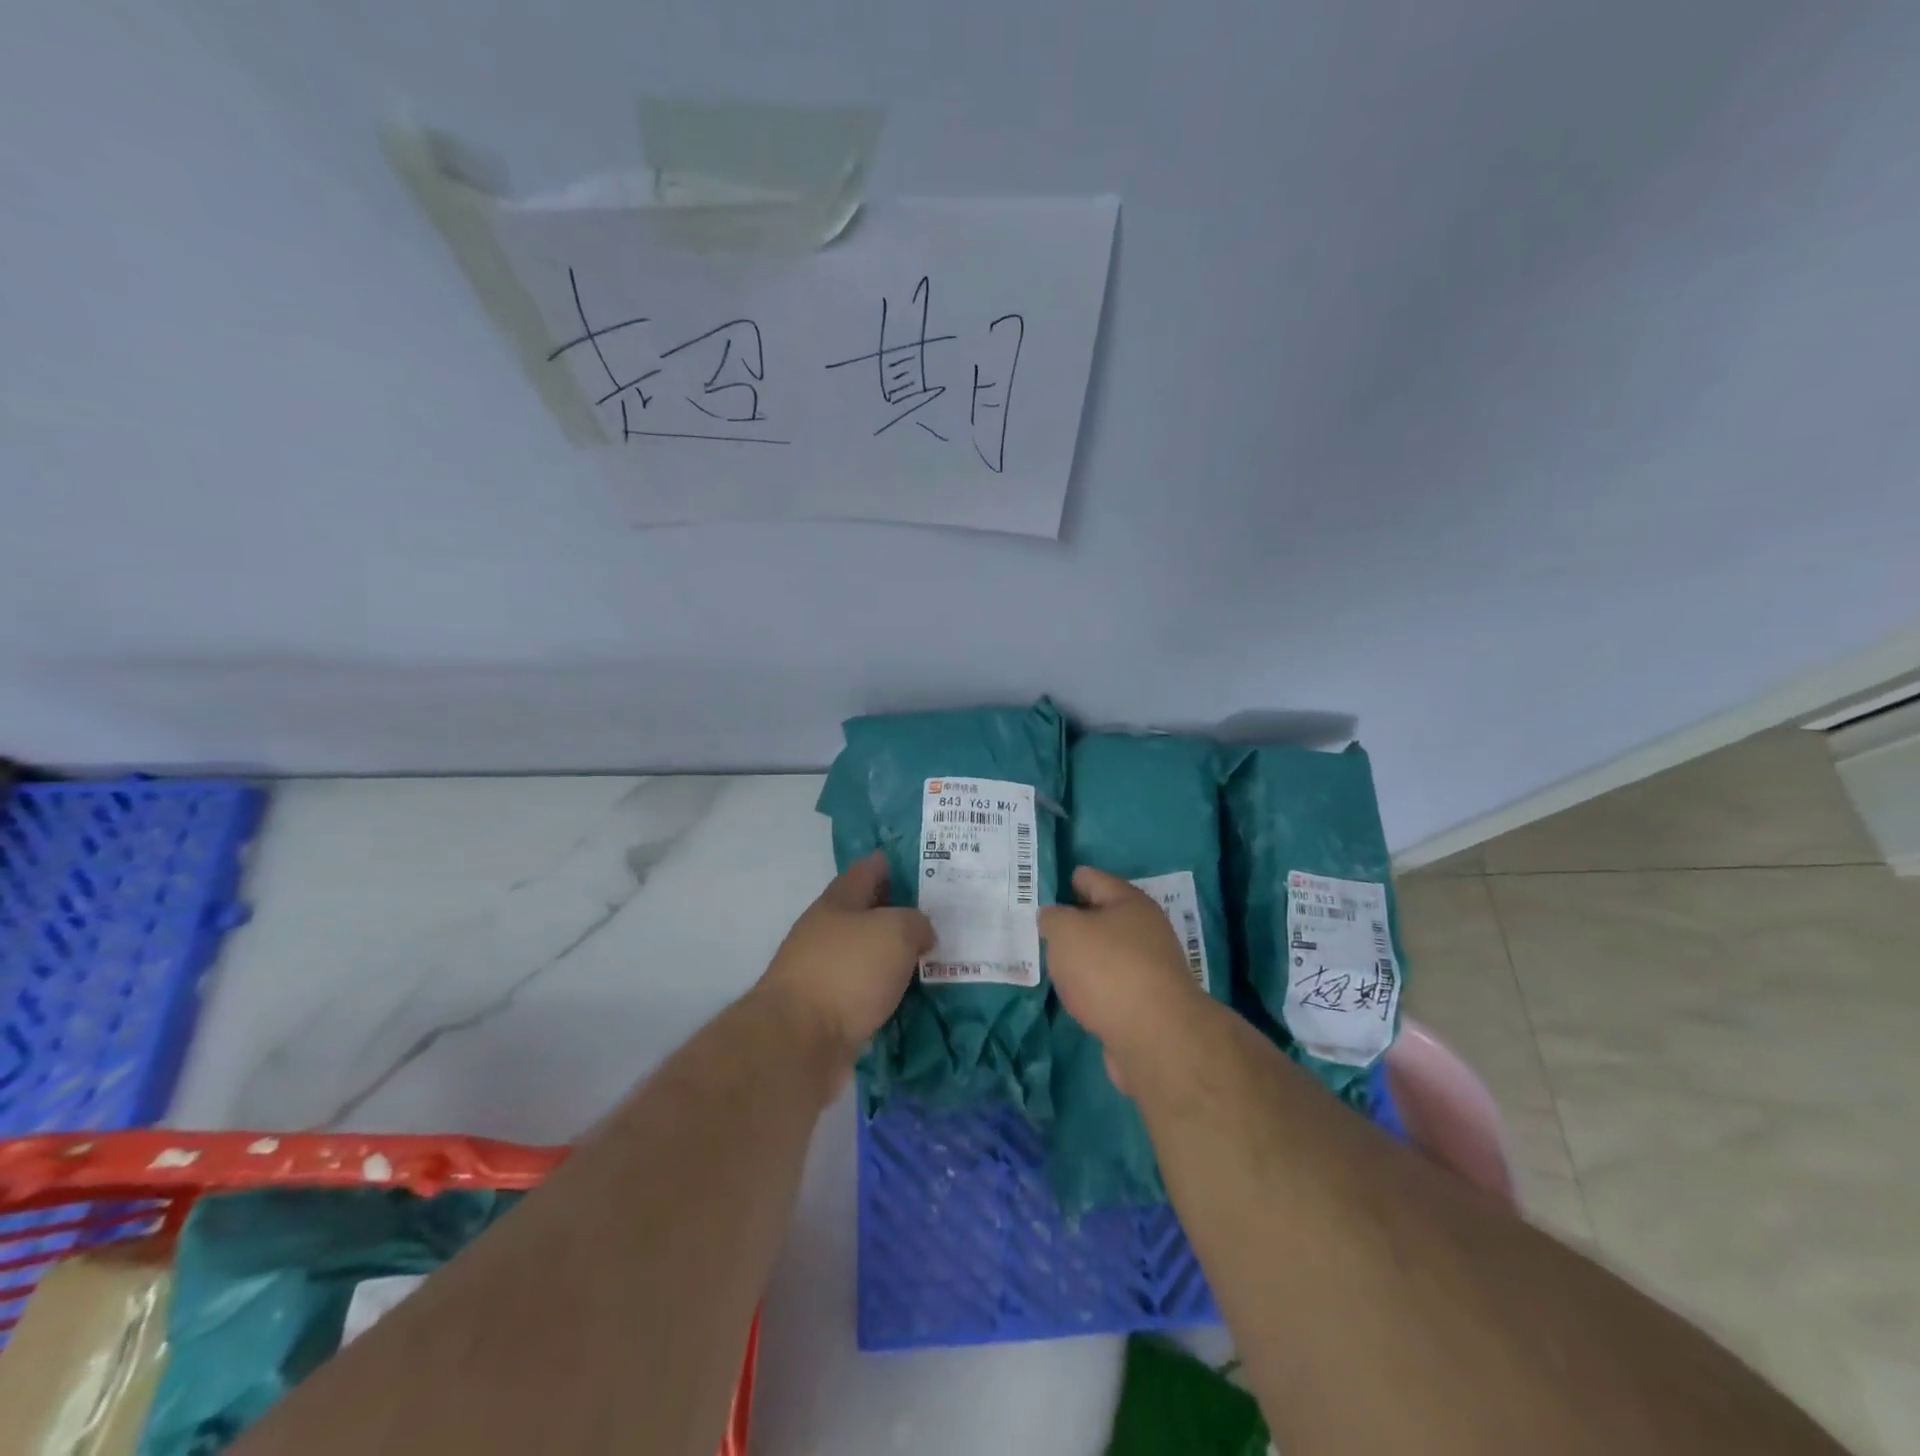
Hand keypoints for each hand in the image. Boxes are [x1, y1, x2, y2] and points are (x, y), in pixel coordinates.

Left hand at [758, 851, 933, 1070]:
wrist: (799, 1042)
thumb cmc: (847, 971)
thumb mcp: (894, 930)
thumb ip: (916, 922)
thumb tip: (920, 933)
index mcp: (838, 901)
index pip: (870, 868)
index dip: (898, 863)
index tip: (930, 864)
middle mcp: (828, 932)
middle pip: (871, 913)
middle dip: (904, 913)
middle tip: (947, 916)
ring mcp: (826, 973)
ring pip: (872, 956)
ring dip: (900, 957)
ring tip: (940, 959)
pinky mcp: (830, 1012)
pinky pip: (870, 994)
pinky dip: (892, 993)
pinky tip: (920, 998)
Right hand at [1040, 867, 1208, 1088]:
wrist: (1155, 1037)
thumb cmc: (1108, 969)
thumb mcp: (1066, 931)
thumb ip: (1053, 919)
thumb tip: (1054, 919)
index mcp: (1129, 902)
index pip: (1091, 878)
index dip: (1066, 880)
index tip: (1041, 889)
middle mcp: (1145, 930)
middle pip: (1102, 917)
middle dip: (1074, 921)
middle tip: (1040, 927)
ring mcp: (1149, 969)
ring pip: (1106, 954)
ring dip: (1083, 958)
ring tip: (1052, 963)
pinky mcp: (1147, 1005)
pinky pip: (1111, 986)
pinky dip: (1093, 988)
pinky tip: (1074, 995)